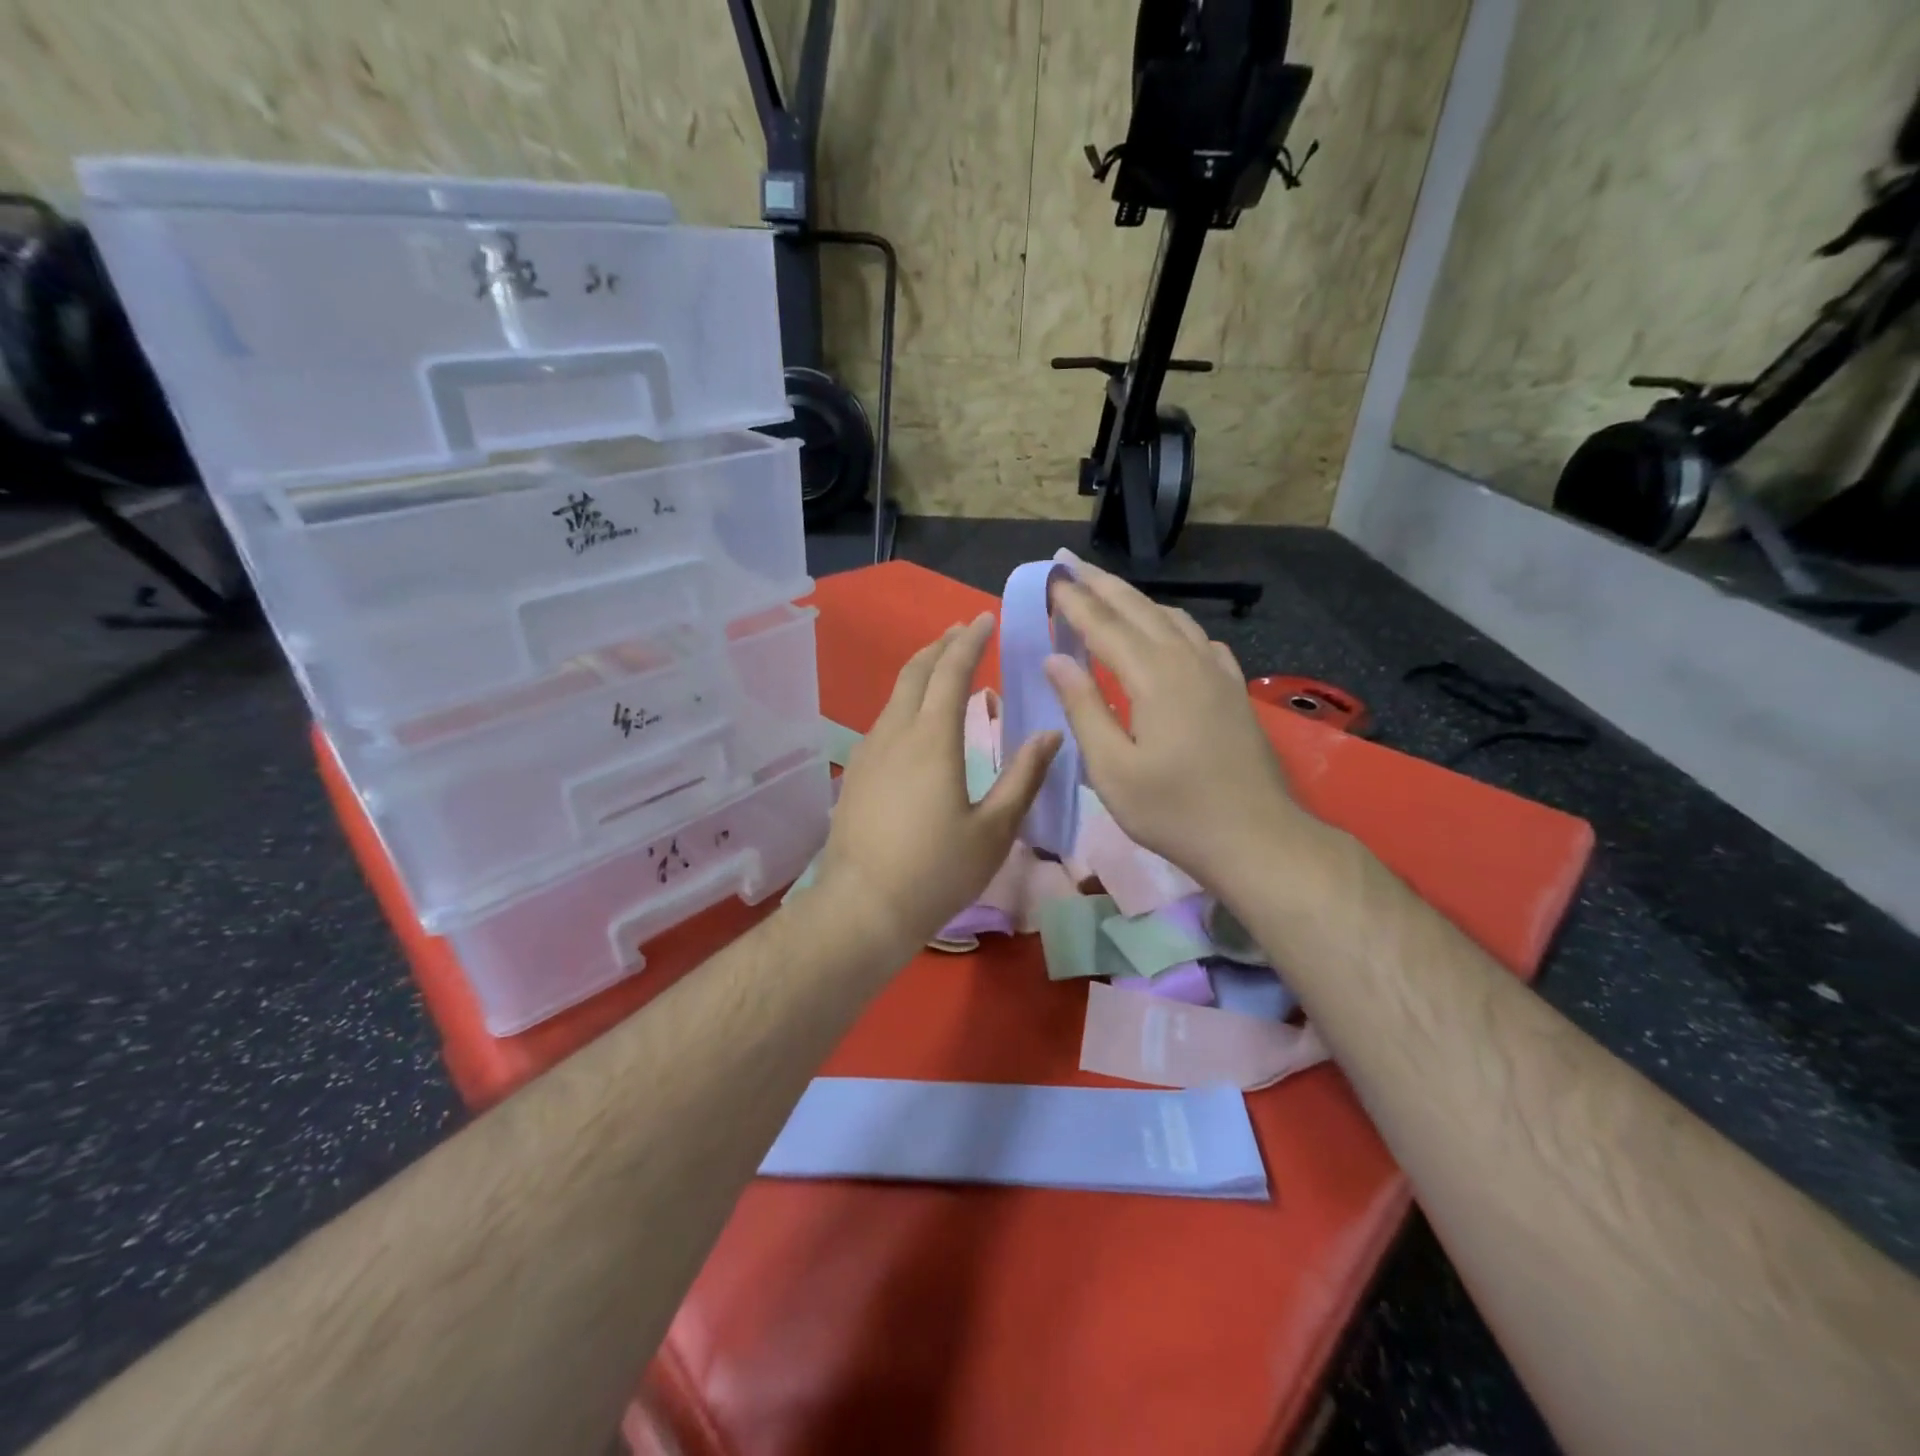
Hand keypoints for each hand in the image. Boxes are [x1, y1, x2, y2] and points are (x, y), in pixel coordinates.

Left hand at [816, 614, 1060, 962]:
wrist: (862, 908)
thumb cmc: (936, 871)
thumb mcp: (994, 830)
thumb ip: (1024, 777)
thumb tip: (1050, 734)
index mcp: (933, 739)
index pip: (951, 671)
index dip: (970, 641)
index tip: (984, 619)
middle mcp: (895, 733)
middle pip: (915, 672)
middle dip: (940, 645)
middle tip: (963, 631)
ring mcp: (868, 752)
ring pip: (895, 695)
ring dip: (920, 672)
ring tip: (943, 667)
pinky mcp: (854, 774)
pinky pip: (884, 720)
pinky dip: (906, 702)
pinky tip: (917, 721)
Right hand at [1043, 559, 1310, 893]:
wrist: (1256, 837)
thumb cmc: (1173, 811)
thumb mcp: (1113, 768)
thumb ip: (1084, 708)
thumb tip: (1056, 660)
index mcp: (1153, 677)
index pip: (1104, 626)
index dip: (1074, 601)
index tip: (1051, 577)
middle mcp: (1187, 661)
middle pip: (1139, 609)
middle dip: (1102, 585)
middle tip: (1071, 564)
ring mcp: (1217, 673)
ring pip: (1172, 619)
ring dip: (1136, 600)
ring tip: (1109, 592)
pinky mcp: (1234, 690)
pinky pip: (1199, 640)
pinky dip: (1173, 625)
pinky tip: (1169, 634)